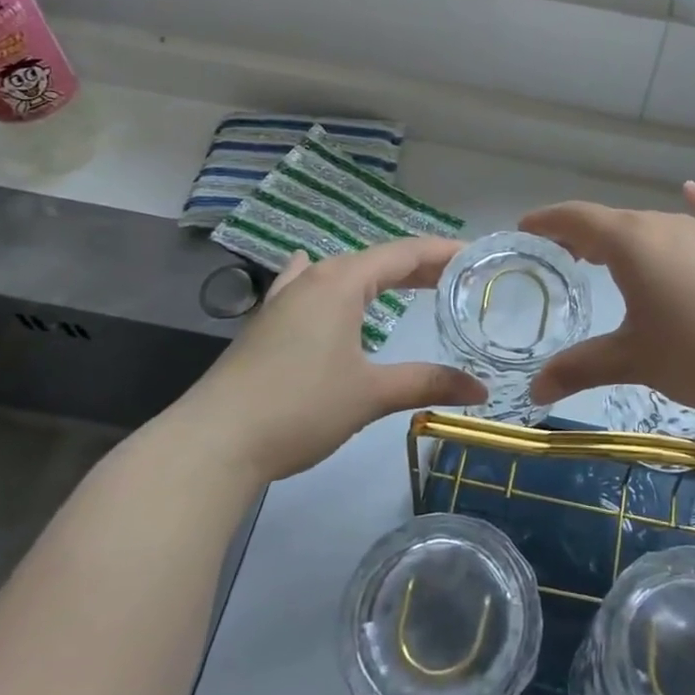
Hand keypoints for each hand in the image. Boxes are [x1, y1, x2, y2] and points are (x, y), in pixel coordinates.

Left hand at [164, 238, 486, 482]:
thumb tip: (480, 390)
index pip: (404, 253)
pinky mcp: (267, 323)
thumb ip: (426, 383)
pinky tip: (320, 279)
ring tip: (409, 284)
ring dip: (379, 276)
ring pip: (343, 273)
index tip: (477, 256)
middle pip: (376, 260)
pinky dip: (336, 284)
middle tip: (457, 279)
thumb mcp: (370, 394)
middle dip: (418, 266)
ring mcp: (284, 299)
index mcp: (340, 282)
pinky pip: (311, 287)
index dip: (443, 253)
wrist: (214, 442)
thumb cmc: (300, 407)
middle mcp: (312, 279)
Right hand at [522, 182, 694, 414]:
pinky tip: (691, 191)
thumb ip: (581, 368)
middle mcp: (665, 225)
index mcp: (632, 242)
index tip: (525, 229)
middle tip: (561, 255)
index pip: (577, 218)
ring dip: (624, 236)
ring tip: (606, 254)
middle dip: (582, 235)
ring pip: (653, 226)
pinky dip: (693, 209)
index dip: (547, 221)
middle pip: (613, 221)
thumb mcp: (634, 360)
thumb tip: (535, 389)